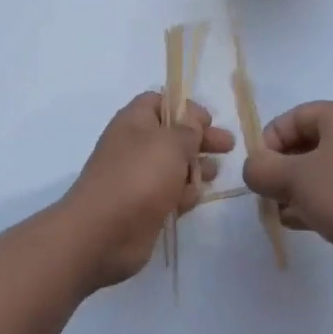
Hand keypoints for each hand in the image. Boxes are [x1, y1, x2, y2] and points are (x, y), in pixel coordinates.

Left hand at [58, 92, 236, 289]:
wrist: (104, 232)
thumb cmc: (139, 176)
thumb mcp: (171, 142)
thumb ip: (189, 129)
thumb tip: (193, 120)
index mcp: (134, 121)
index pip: (159, 101)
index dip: (185, 107)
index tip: (209, 121)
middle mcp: (134, 146)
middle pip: (172, 134)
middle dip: (200, 139)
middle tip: (228, 146)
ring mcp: (138, 178)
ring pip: (173, 166)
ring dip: (195, 167)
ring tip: (214, 173)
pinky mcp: (144, 206)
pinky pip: (169, 193)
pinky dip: (183, 193)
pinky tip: (195, 198)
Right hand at [241, 101, 332, 290]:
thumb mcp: (293, 178)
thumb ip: (261, 169)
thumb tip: (254, 170)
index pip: (292, 117)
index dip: (268, 141)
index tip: (259, 171)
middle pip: (303, 144)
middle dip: (279, 169)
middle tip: (266, 193)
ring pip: (315, 171)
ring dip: (292, 190)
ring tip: (279, 211)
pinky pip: (332, 193)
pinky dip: (312, 204)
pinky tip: (297, 223)